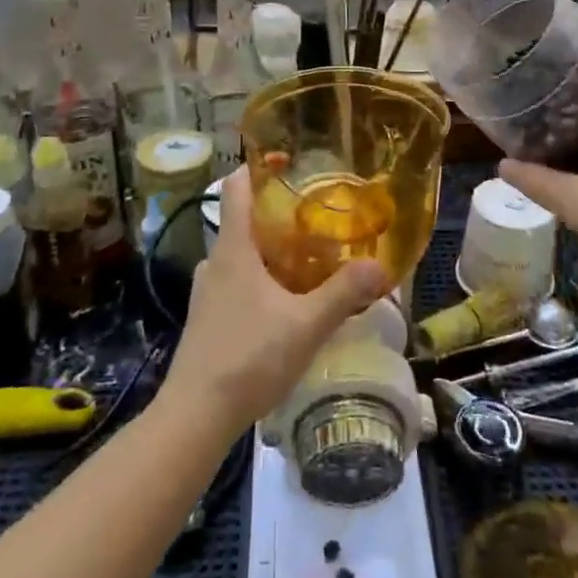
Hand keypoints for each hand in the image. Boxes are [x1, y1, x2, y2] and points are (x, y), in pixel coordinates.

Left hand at [161, 172, 387, 435]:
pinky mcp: (207, 318)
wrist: (196, 415)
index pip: (236, 187)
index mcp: (234, 249)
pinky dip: (261, 281)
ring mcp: (207, 292)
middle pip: (245, 221)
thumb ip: (344, 293)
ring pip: (242, 256)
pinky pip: (237, 283)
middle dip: (280, 216)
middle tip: (320, 220)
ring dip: (272, 252)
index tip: (290, 162)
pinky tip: (287, 305)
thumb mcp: (306, 325)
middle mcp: (216, 262)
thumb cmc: (250, 358)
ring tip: (310, 262)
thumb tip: (380, 265)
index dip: (259, 167)